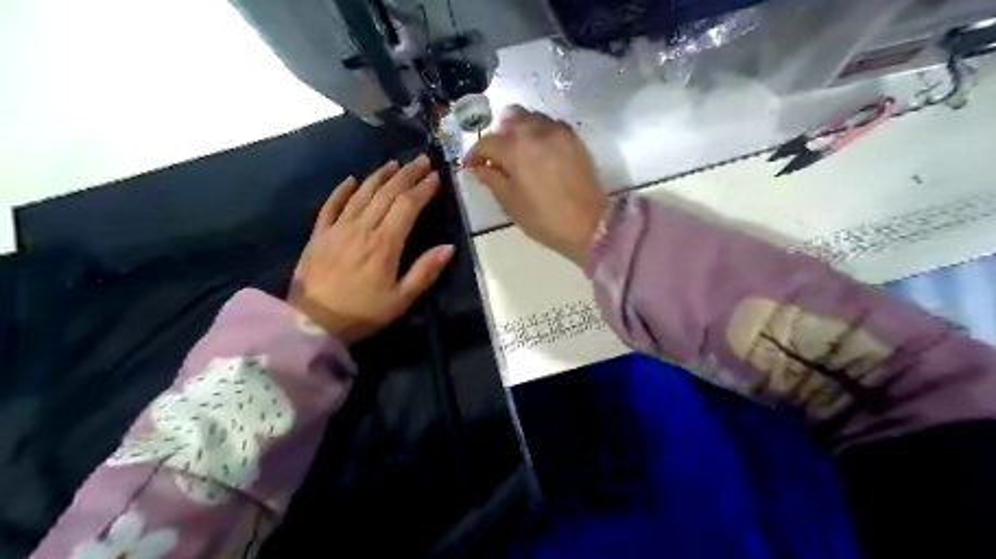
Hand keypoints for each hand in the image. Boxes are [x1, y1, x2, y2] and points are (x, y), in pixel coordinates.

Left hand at [288, 153, 453, 344]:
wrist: (311, 323)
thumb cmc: (362, 313)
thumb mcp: (401, 300)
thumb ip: (425, 272)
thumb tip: (449, 247)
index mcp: (384, 244)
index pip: (407, 206)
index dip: (422, 189)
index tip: (436, 176)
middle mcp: (361, 228)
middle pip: (387, 193)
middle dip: (407, 175)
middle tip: (421, 160)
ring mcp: (337, 229)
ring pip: (362, 194)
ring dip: (380, 176)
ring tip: (394, 163)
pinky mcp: (319, 235)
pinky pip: (331, 206)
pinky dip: (342, 190)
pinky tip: (352, 179)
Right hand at [466, 105, 606, 263]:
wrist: (589, 224)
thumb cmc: (544, 219)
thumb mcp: (511, 203)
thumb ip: (492, 180)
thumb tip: (481, 167)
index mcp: (515, 149)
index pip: (487, 142)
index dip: (475, 154)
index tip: (472, 166)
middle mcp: (535, 132)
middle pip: (509, 121)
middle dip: (497, 137)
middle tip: (495, 157)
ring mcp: (557, 132)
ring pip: (530, 118)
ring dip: (518, 129)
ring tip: (516, 150)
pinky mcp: (573, 138)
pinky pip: (549, 124)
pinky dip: (538, 130)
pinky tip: (537, 149)